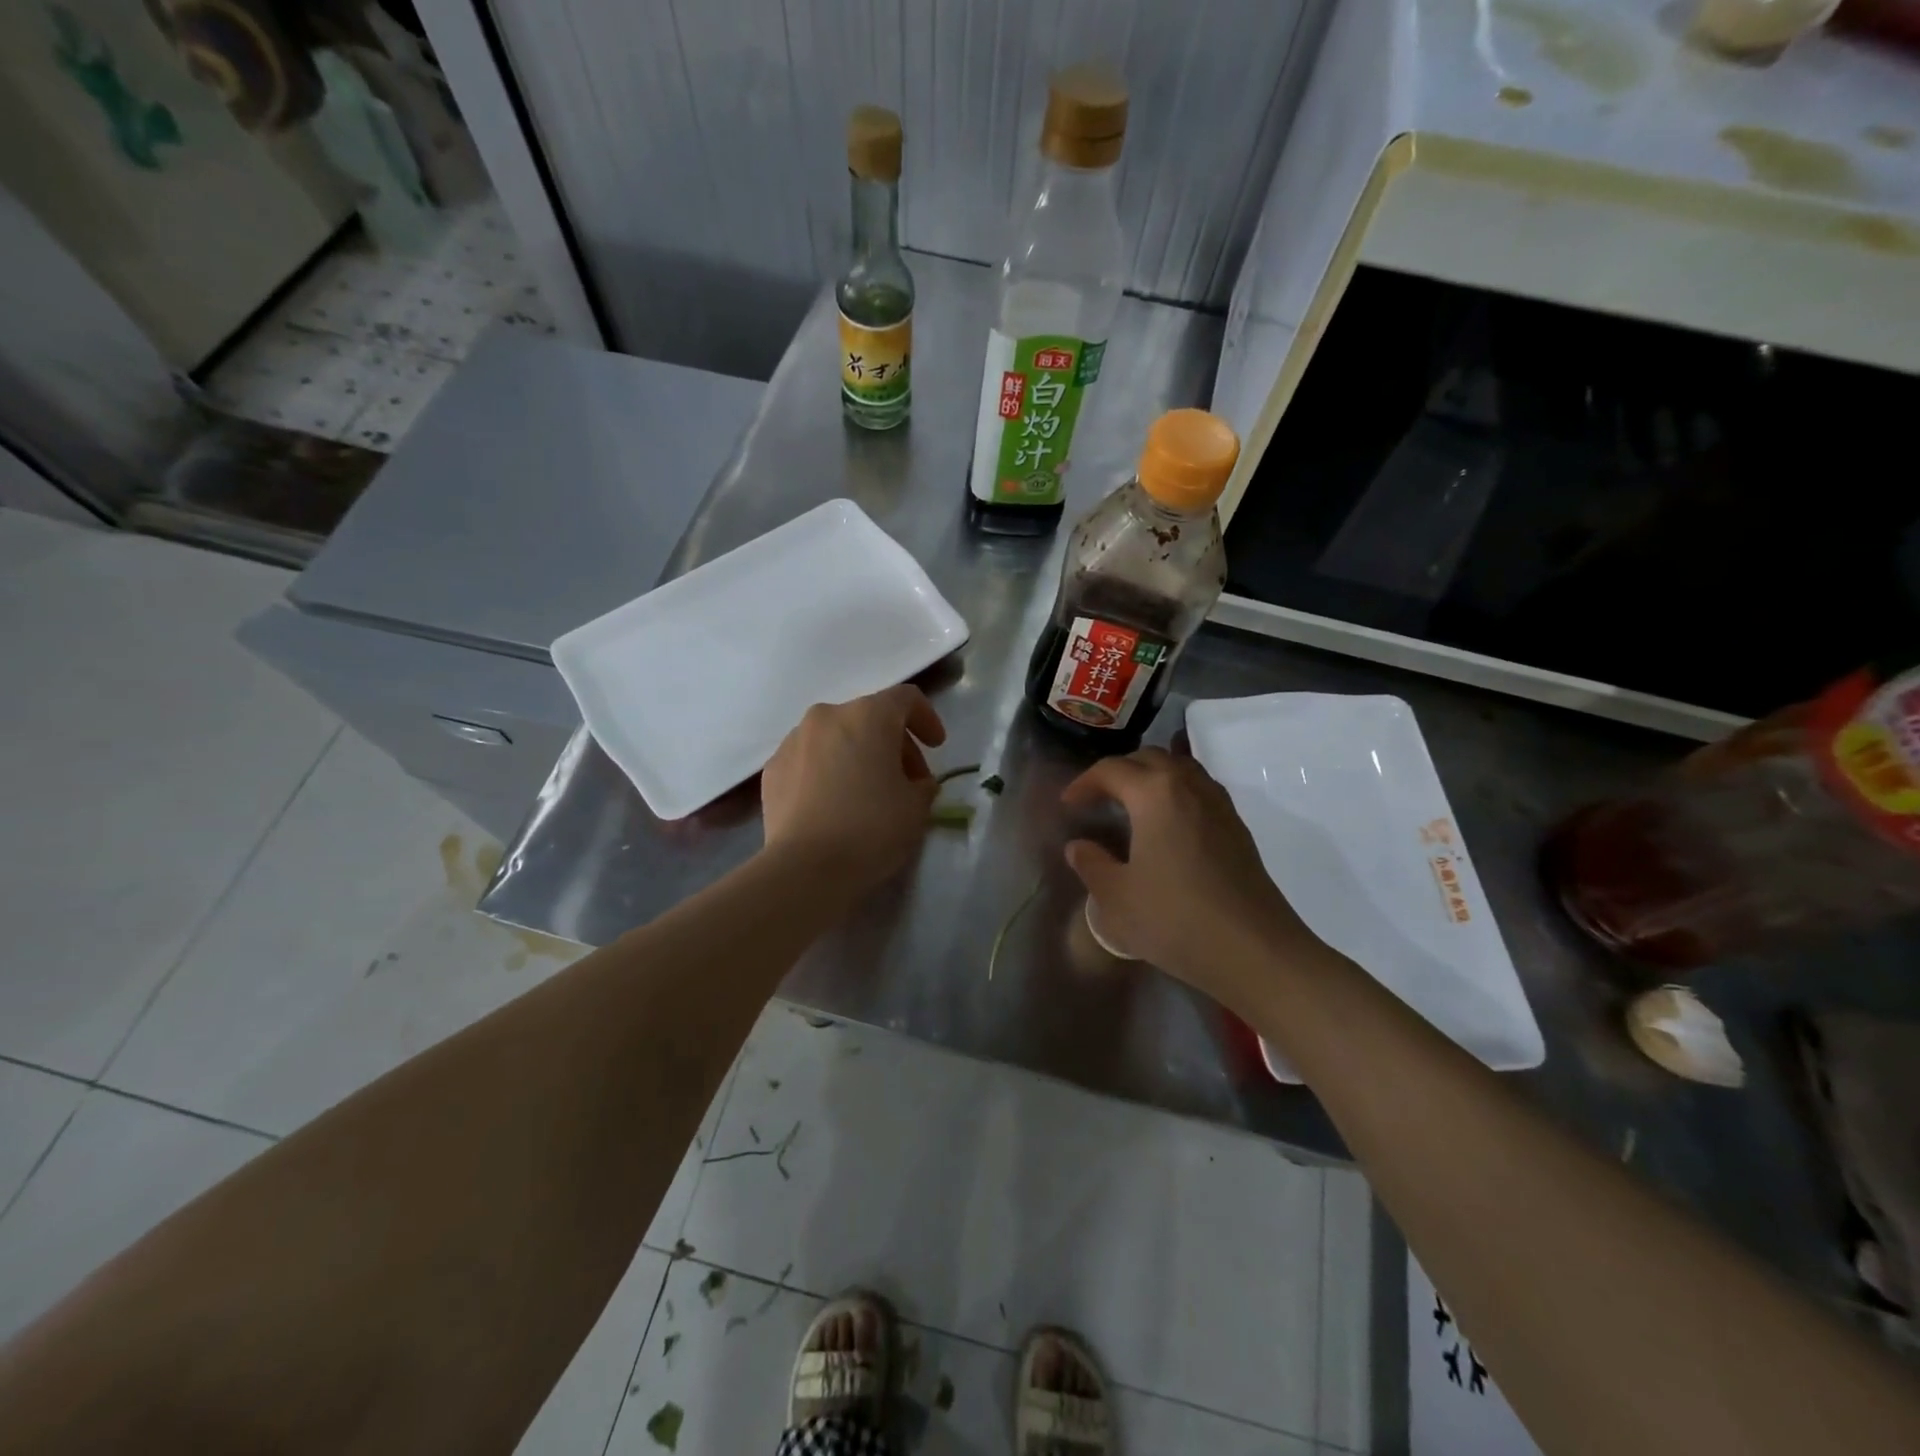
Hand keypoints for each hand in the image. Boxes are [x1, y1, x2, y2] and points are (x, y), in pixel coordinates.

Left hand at [760, 685, 946, 894]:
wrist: (805, 868)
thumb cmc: (871, 829)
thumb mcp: (917, 808)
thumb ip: (923, 785)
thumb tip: (916, 783)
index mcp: (868, 716)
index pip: (905, 699)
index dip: (926, 718)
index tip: (936, 746)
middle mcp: (827, 716)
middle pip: (869, 717)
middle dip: (894, 744)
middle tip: (907, 780)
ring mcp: (794, 741)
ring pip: (837, 737)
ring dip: (858, 755)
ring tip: (867, 792)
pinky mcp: (773, 769)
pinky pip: (810, 759)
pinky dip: (828, 771)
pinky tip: (834, 804)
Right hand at [1060, 747, 1322, 1008]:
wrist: (1254, 950)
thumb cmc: (1176, 919)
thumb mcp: (1117, 898)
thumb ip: (1092, 865)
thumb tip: (1078, 846)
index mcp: (1155, 794)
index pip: (1111, 770)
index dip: (1084, 783)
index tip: (1068, 804)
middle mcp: (1189, 786)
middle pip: (1149, 759)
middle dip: (1118, 772)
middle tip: (1098, 799)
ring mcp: (1219, 805)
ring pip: (1180, 769)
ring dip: (1151, 777)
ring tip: (1131, 804)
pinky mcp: (1237, 827)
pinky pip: (1199, 790)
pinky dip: (1176, 793)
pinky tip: (1167, 825)